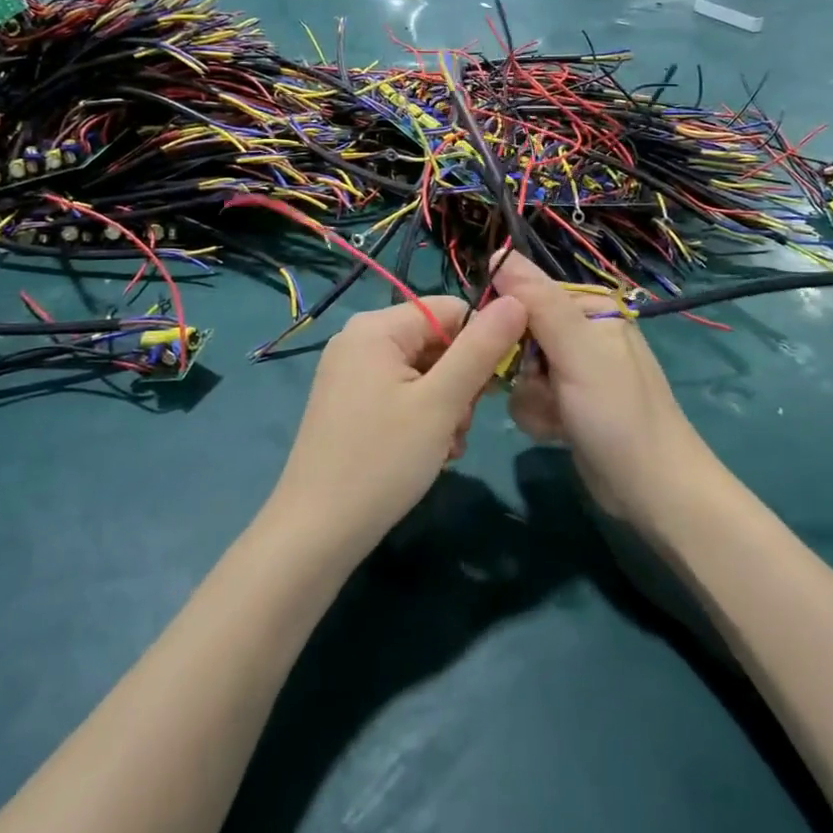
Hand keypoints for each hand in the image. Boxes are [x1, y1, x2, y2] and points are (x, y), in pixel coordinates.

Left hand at [268, 295, 528, 560]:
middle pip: (436, 342)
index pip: (451, 310)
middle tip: (459, 427)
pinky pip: (402, 393)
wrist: (316, 533)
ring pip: (424, 372)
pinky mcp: (350, 403)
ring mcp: (351, 373)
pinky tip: (429, 452)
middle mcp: (359, 340)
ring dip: (446, 407)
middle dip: (460, 383)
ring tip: (445, 446)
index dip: (480, 344)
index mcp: (376, 327)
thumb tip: (517, 299)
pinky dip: (423, 418)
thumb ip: (481, 348)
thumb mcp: (441, 402)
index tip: (492, 389)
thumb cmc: (382, 460)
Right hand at [491, 254, 711, 525]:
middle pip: (519, 334)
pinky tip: (557, 431)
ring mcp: (575, 369)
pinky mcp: (568, 402)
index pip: (527, 294)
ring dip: (529, 397)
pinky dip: (537, 415)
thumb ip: (539, 302)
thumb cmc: (617, 413)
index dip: (509, 321)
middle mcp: (582, 331)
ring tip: (556, 415)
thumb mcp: (577, 350)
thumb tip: (498, 253)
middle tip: (541, 387)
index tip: (504, 348)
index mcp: (590, 307)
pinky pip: (530, 397)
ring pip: (519, 370)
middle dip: (521, 367)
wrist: (652, 490)